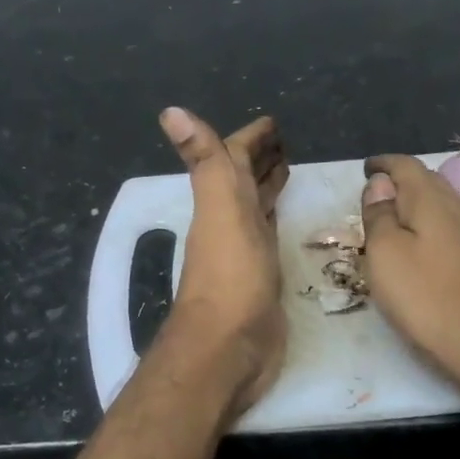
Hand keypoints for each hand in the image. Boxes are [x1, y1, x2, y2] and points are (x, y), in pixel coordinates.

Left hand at [157, 107, 289, 413]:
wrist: (229, 347)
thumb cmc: (230, 277)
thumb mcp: (219, 209)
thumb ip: (204, 161)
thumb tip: (170, 111)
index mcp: (221, 202)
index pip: (232, 159)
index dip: (250, 139)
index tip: (271, 123)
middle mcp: (229, 223)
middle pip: (243, 182)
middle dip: (260, 160)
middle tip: (286, 144)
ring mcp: (245, 252)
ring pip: (256, 209)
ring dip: (268, 188)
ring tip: (289, 172)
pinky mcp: (263, 279)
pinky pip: (270, 238)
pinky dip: (277, 221)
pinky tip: (286, 221)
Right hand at [359, 154, 459, 397]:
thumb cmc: (428, 298)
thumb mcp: (385, 254)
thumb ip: (379, 215)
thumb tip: (380, 183)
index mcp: (432, 201)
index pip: (406, 165)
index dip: (383, 164)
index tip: (365, 169)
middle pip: (429, 182)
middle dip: (402, 182)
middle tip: (377, 196)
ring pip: (444, 208)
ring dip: (418, 208)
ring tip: (396, 224)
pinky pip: (453, 231)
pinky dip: (432, 230)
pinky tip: (425, 252)